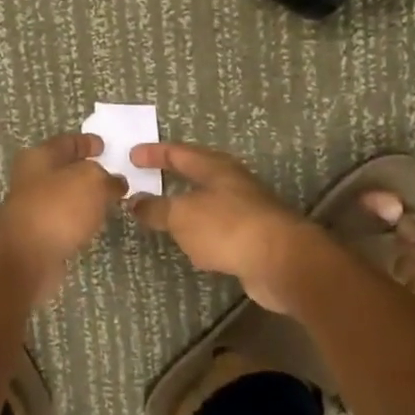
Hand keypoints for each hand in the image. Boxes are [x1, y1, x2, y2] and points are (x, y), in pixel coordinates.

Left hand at [0, 133, 125, 303]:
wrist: (26, 259)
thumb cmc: (57, 208)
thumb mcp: (91, 181)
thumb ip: (107, 178)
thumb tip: (115, 183)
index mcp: (39, 157)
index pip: (66, 142)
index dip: (86, 142)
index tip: (104, 146)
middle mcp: (32, 181)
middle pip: (63, 170)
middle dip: (86, 171)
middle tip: (113, 175)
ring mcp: (33, 210)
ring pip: (65, 198)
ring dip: (84, 199)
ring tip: (109, 201)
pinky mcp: (39, 238)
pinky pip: (65, 222)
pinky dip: (79, 221)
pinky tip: (94, 225)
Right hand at [127, 143, 320, 311]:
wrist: (281, 261)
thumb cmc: (227, 227)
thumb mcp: (182, 216)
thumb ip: (157, 209)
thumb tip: (135, 202)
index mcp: (215, 168)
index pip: (179, 153)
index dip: (155, 153)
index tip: (132, 154)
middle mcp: (233, 184)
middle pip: (198, 174)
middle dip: (173, 176)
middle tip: (147, 179)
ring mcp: (246, 211)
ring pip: (208, 203)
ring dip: (187, 206)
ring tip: (164, 214)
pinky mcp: (253, 238)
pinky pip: (218, 230)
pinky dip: (201, 233)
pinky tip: (193, 247)